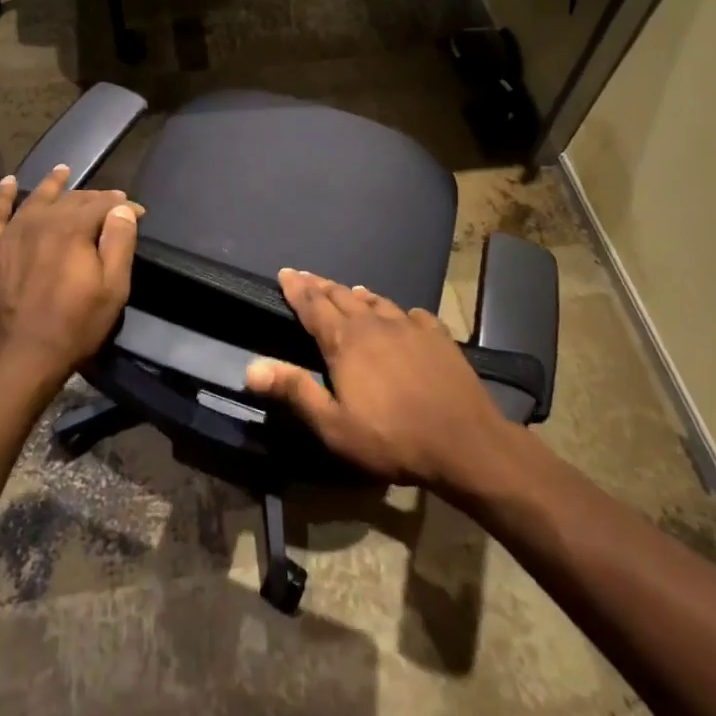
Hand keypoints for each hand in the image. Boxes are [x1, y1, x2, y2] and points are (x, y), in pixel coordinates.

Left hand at [0, 164, 139, 395]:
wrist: (17, 360)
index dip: (122, 205)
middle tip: (107, 200)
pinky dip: (2, 196)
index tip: (137, 211)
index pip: (102, 204)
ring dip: (52, 184)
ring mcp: (10, 234)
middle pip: (70, 199)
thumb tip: (122, 208)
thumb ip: (119, 243)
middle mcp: (40, 221)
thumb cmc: (73, 327)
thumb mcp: (112, 289)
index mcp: (72, 228)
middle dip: (93, 197)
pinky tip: (7, 183)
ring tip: (62, 170)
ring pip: (34, 199)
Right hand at [245, 268, 508, 490]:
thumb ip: (294, 391)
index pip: (313, 305)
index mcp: (344, 340)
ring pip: (376, 301)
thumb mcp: (334, 426)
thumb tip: (251, 367)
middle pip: (340, 296)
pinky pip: (411, 314)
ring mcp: (409, 326)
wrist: (465, 442)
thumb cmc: (392, 438)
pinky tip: (401, 315)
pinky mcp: (437, 336)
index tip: (285, 272)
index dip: (296, 288)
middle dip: (320, 285)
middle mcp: (373, 323)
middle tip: (307, 276)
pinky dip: (397, 310)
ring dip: (356, 294)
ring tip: (348, 290)